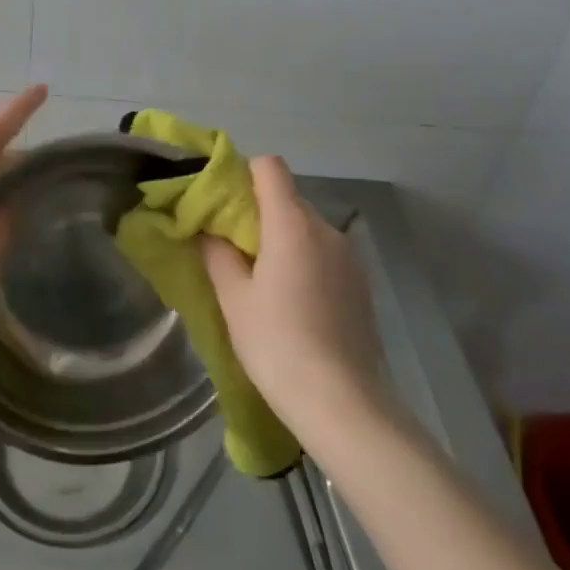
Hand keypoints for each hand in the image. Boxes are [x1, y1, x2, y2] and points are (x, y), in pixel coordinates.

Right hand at [200, 156, 390, 440]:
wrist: (342, 402)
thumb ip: (217, 254)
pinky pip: (325, 253)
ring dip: (282, 238)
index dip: (243, 174)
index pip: (270, 167)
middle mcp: (326, 230)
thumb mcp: (234, 298)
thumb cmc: (277, 343)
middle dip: (258, 211)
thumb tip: (207, 229)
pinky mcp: (361, 283)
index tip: (222, 202)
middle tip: (232, 246)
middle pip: (288, 198)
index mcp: (292, 225)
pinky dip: (304, 260)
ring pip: (307, 227)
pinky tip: (293, 300)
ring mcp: (349, 257)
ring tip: (262, 279)